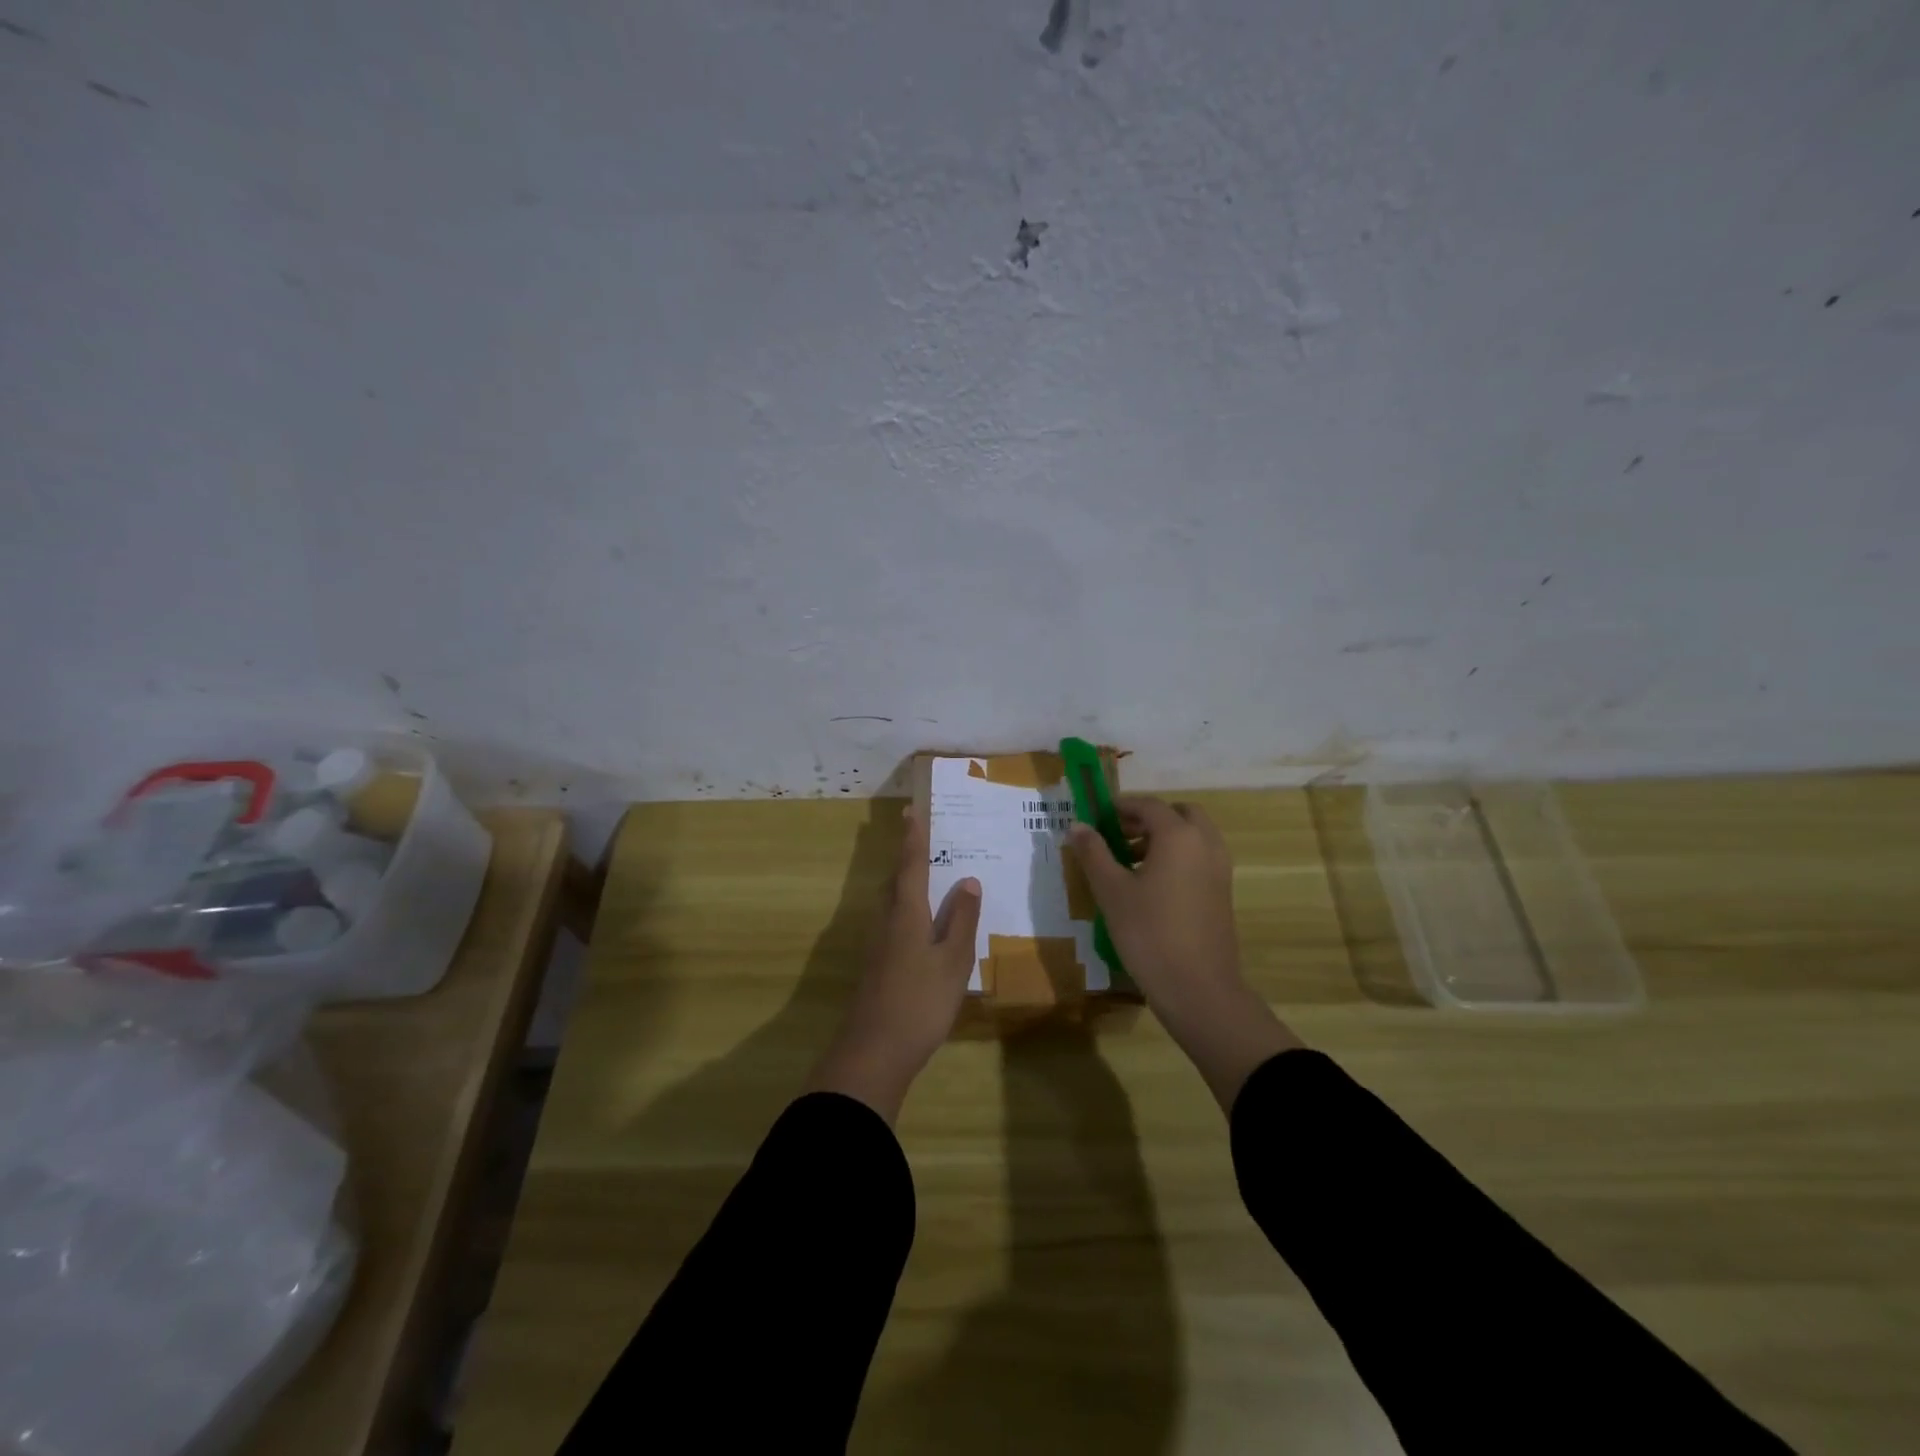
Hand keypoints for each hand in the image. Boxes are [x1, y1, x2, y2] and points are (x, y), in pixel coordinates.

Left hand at [805, 810, 981, 1123]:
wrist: (874, 1051)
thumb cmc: (920, 1001)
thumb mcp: (953, 961)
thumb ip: (962, 920)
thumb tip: (968, 881)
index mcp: (907, 912)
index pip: (911, 864)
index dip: (913, 837)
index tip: (912, 810)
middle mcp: (887, 920)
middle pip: (897, 880)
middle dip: (908, 856)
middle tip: (923, 836)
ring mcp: (878, 944)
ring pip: (893, 901)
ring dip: (906, 882)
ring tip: (928, 873)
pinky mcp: (877, 965)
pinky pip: (894, 921)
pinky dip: (908, 908)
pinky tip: (923, 923)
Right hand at [1071, 798, 1300, 1109]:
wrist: (1199, 989)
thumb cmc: (1149, 933)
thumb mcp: (1112, 891)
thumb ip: (1094, 853)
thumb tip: (1077, 825)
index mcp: (1179, 835)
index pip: (1148, 805)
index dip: (1120, 806)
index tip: (1096, 817)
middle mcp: (1205, 843)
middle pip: (1178, 814)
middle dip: (1148, 818)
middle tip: (1118, 835)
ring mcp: (1219, 868)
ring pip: (1192, 836)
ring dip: (1163, 837)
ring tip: (1128, 862)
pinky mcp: (1222, 892)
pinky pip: (1200, 857)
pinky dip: (1178, 857)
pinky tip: (1150, 886)